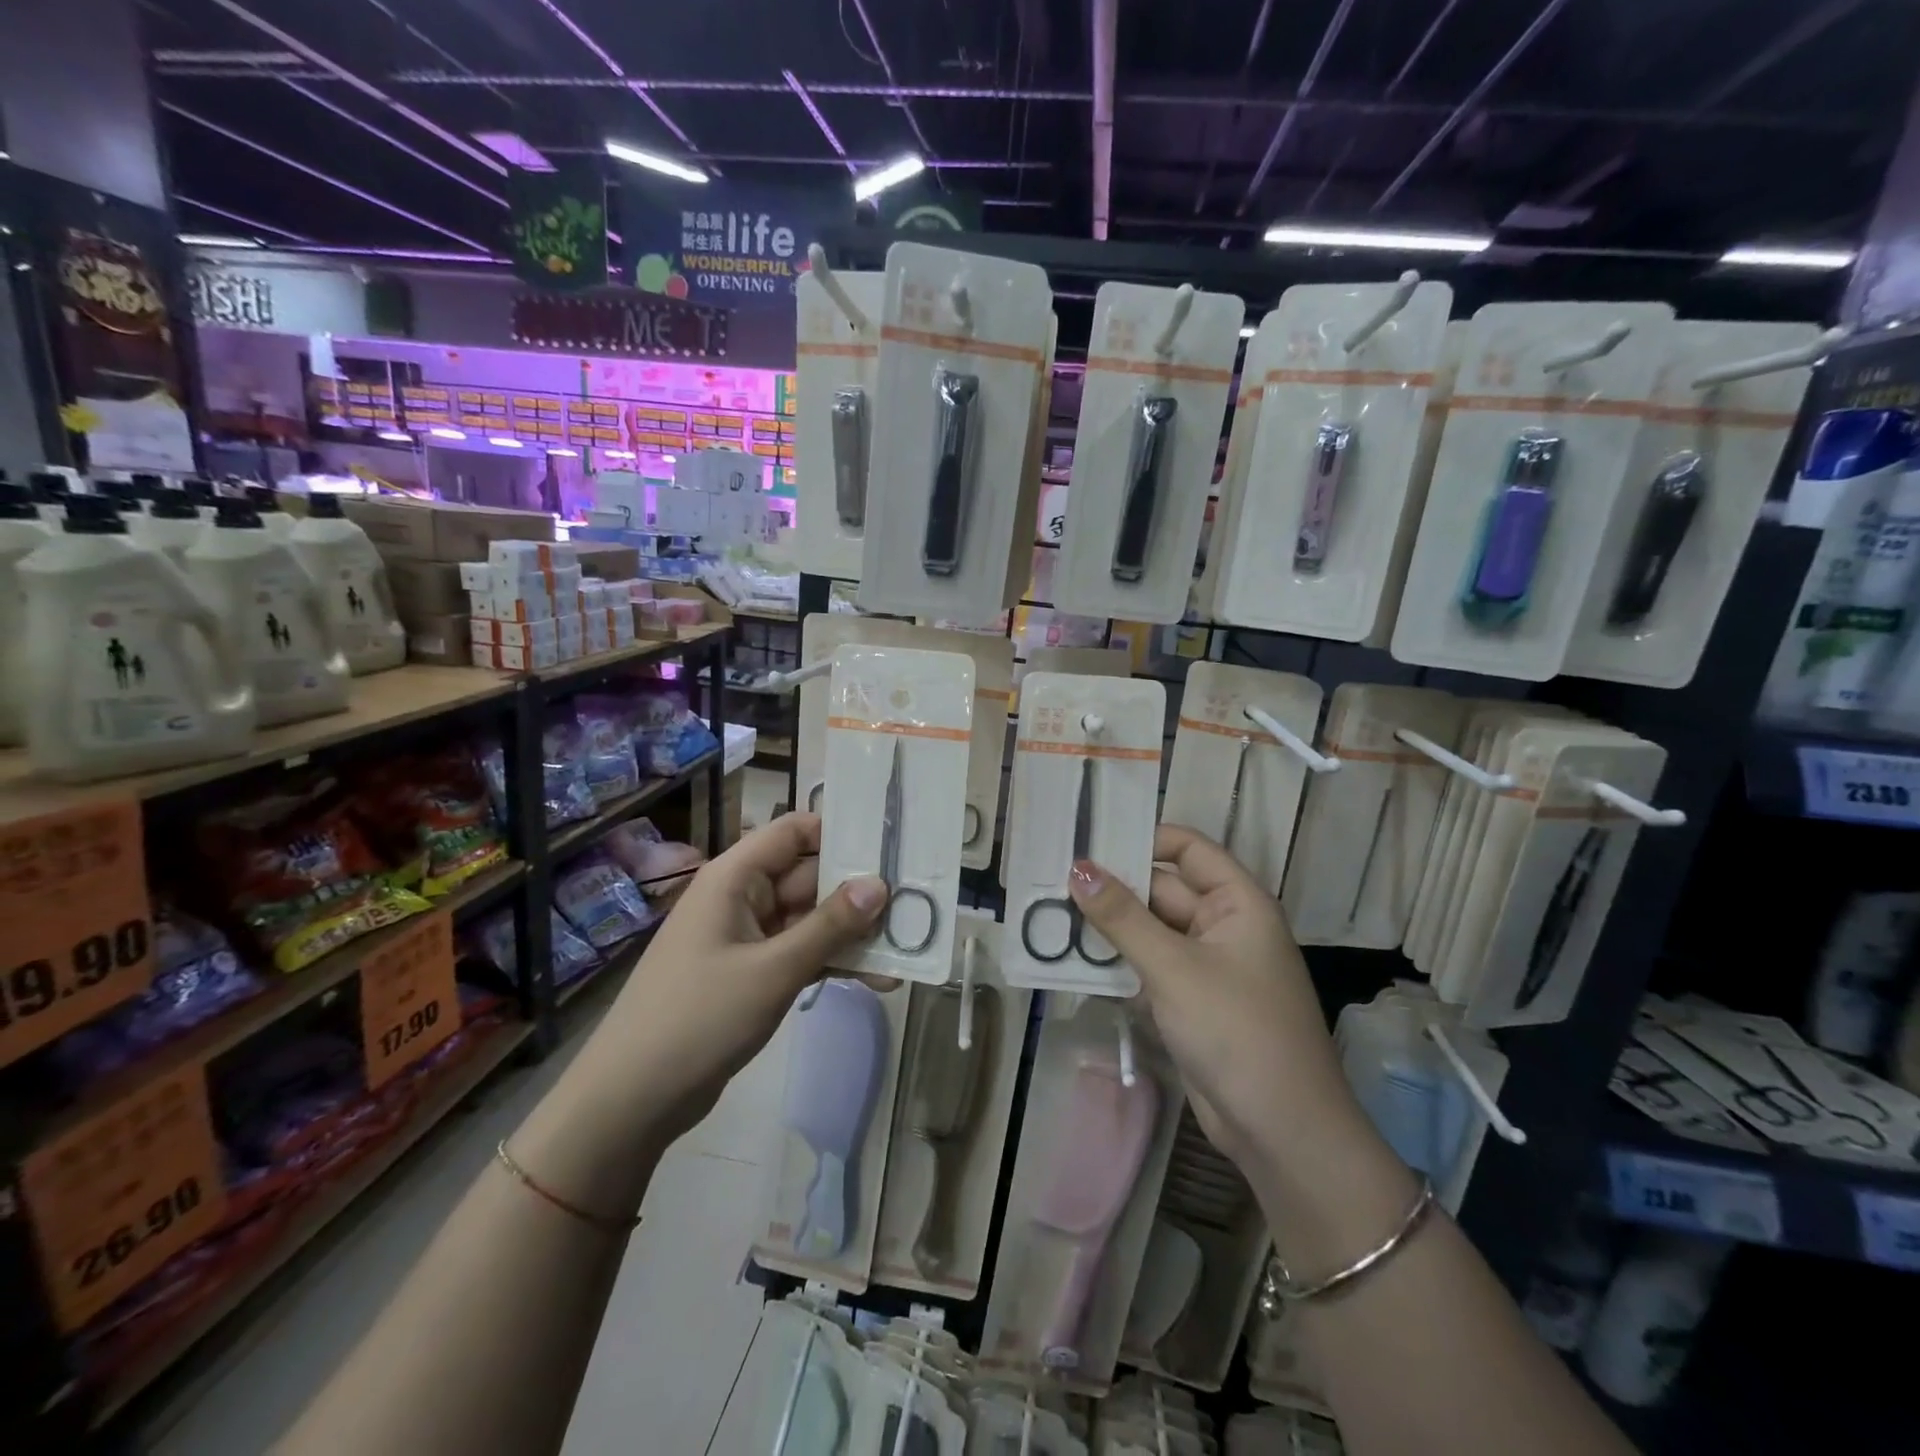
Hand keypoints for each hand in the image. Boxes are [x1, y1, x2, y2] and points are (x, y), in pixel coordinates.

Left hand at [601, 813, 885, 1143]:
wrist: (633, 1099)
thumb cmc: (699, 1017)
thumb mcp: (773, 969)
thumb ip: (830, 926)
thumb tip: (880, 884)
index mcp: (735, 877)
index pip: (794, 832)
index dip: (840, 832)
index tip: (891, 844)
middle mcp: (742, 898)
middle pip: (809, 877)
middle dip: (859, 891)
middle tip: (918, 900)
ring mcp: (747, 938)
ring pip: (810, 919)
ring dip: (853, 933)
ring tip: (908, 944)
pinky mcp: (752, 974)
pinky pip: (801, 953)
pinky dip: (833, 962)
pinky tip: (879, 979)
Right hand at [1067, 825, 1370, 1177]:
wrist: (1281, 1132)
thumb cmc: (1237, 1030)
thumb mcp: (1174, 967)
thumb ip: (1122, 917)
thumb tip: (1078, 868)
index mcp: (1238, 903)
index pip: (1188, 849)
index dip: (1144, 837)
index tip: (1090, 838)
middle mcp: (1223, 925)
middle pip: (1162, 890)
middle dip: (1113, 886)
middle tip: (1052, 877)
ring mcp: (1205, 965)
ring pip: (1149, 930)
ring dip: (1108, 926)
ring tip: (1048, 911)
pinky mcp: (1188, 1001)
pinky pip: (1148, 966)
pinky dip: (1116, 961)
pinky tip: (1069, 957)